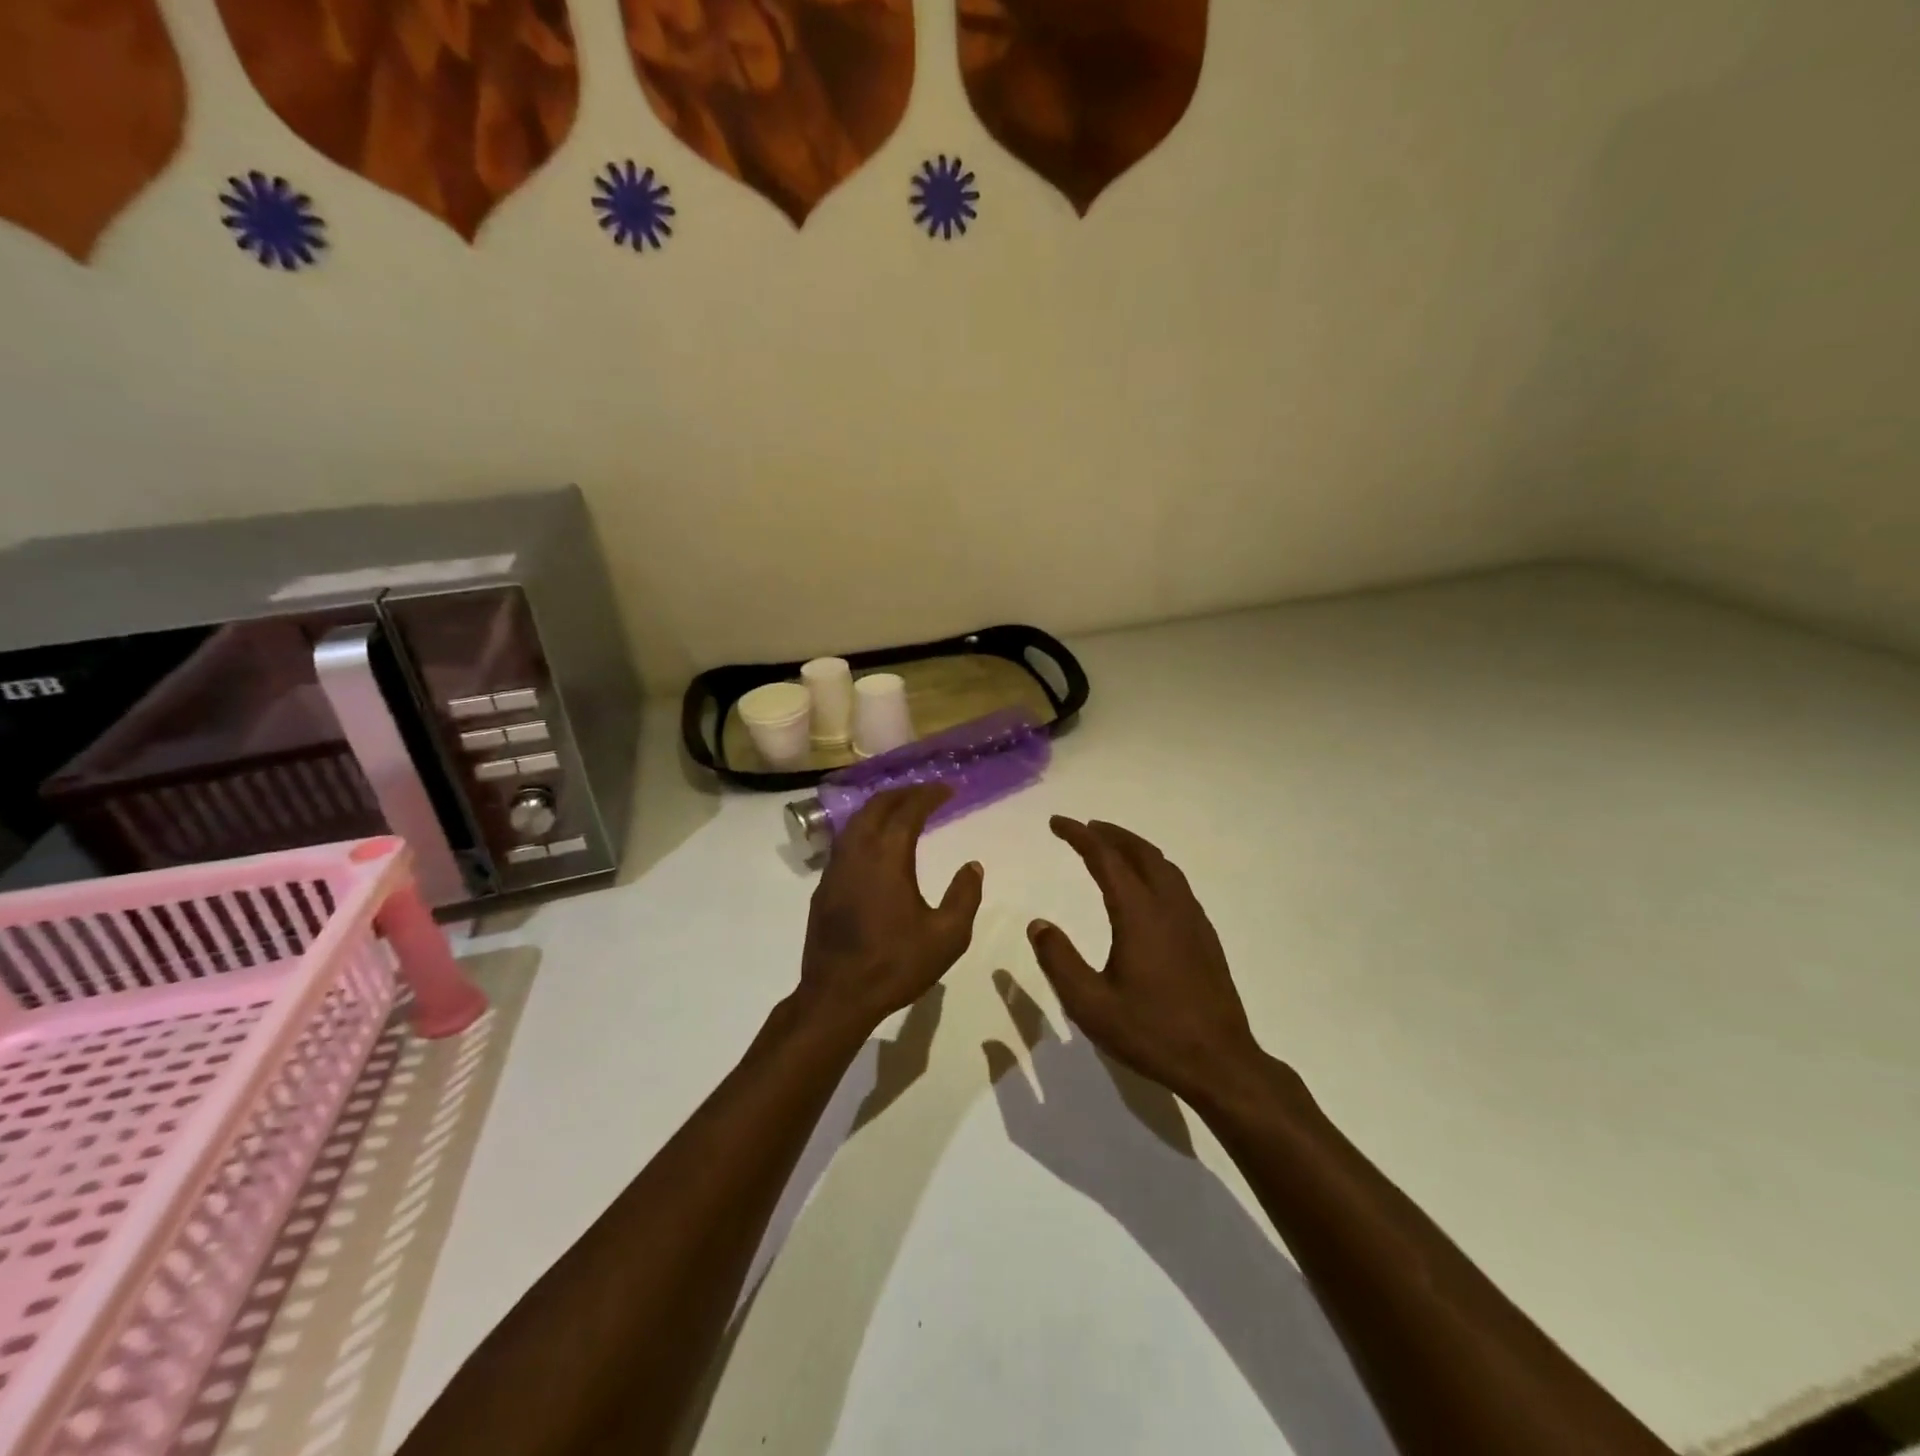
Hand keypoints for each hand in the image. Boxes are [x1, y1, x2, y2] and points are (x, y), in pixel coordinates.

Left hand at [797, 785, 982, 1032]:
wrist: (837, 996)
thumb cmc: (895, 964)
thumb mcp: (947, 936)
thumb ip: (964, 896)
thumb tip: (973, 866)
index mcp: (887, 857)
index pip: (908, 811)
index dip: (929, 795)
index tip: (948, 789)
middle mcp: (857, 853)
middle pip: (877, 807)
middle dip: (903, 794)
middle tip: (927, 794)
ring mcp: (835, 869)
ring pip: (856, 822)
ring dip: (880, 809)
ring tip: (902, 811)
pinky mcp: (824, 887)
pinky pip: (845, 842)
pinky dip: (865, 829)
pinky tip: (876, 845)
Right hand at [1029, 817, 1268, 1112]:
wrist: (1220, 1062)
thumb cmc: (1151, 1032)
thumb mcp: (1090, 1004)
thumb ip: (1059, 960)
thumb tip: (1038, 924)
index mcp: (1139, 914)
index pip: (1106, 858)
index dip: (1079, 836)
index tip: (1057, 823)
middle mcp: (1169, 906)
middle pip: (1140, 853)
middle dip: (1110, 834)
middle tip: (1084, 828)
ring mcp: (1192, 920)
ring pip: (1164, 866)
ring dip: (1134, 848)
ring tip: (1112, 848)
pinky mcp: (1205, 937)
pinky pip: (1177, 884)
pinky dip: (1154, 869)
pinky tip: (1146, 888)